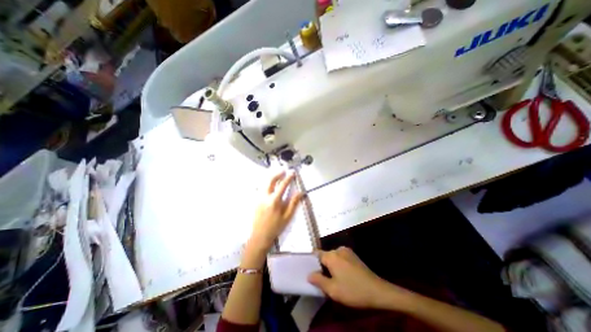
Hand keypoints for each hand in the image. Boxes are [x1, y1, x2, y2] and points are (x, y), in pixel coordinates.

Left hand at [248, 171, 303, 250]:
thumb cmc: (276, 227)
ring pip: (264, 183)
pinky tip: (269, 184)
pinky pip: (260, 188)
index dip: (288, 178)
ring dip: (271, 178)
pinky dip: (266, 184)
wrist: (260, 236)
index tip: (292, 172)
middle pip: (270, 181)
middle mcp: (265, 197)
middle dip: (277, 174)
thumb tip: (300, 192)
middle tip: (283, 171)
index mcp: (274, 201)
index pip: (282, 185)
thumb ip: (293, 203)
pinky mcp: (256, 201)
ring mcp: (259, 198)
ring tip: (277, 175)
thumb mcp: (287, 216)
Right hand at [307, 246, 409, 307]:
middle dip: (323, 266)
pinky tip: (344, 276)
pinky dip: (339, 264)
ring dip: (332, 266)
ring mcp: (347, 251)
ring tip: (335, 279)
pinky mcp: (353, 255)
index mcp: (331, 255)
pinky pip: (341, 257)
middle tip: (325, 280)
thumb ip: (318, 280)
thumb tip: (309, 274)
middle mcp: (338, 249)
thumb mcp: (333, 290)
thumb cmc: (353, 290)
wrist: (377, 291)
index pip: (317, 254)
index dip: (313, 263)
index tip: (312, 272)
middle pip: (325, 256)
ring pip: (333, 257)